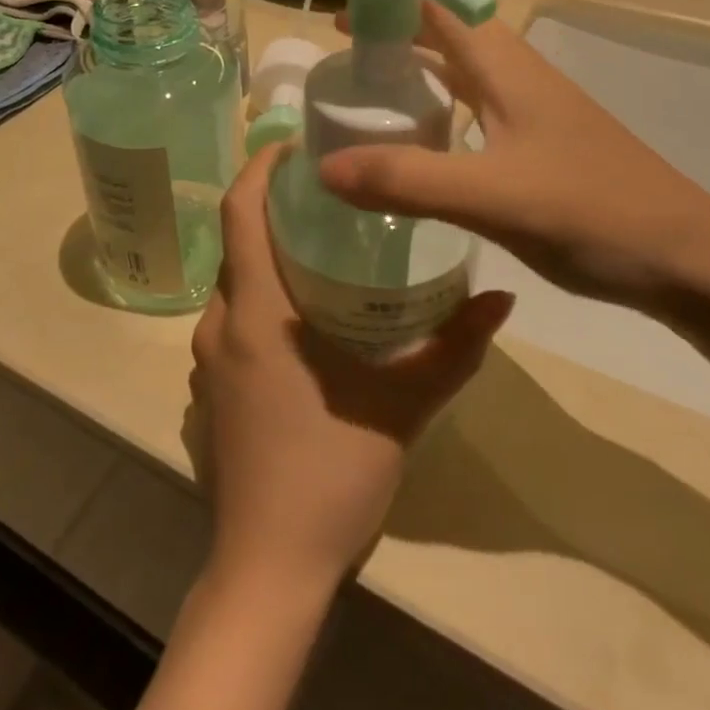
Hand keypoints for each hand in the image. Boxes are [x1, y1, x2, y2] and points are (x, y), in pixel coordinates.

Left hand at [190, 145, 513, 593]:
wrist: (269, 565)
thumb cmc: (331, 474)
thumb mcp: (404, 406)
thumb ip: (453, 348)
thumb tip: (503, 298)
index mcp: (256, 311)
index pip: (240, 211)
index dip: (260, 167)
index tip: (294, 144)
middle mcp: (220, 323)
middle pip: (236, 242)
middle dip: (273, 209)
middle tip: (327, 194)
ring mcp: (207, 359)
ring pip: (232, 283)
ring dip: (266, 257)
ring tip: (319, 248)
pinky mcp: (209, 389)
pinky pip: (230, 321)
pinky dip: (258, 298)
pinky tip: (300, 317)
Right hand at [306, 0, 709, 307]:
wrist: (684, 256)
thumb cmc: (596, 213)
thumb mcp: (495, 197)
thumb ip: (409, 180)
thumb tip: (322, 165)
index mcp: (498, 56)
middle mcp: (504, 61)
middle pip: (429, 1)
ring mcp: (514, 94)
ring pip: (441, 42)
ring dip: (392, 28)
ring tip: (340, 34)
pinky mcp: (518, 126)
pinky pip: (452, 82)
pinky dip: (413, 76)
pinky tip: (394, 105)